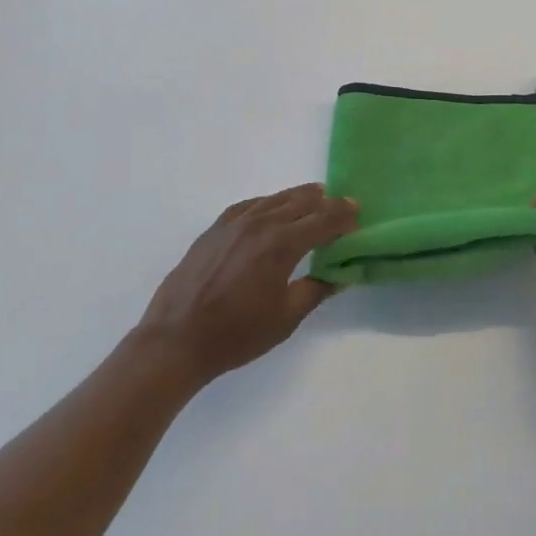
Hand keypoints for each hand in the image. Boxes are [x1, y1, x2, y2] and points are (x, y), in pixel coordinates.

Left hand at [134, 184, 355, 386]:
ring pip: (274, 199)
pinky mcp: (214, 229)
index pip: (323, 220)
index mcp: (282, 244)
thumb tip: (339, 275)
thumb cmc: (236, 334)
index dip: (343, 215)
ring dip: (298, 197)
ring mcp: (234, 223)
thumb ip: (316, 291)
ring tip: (315, 196)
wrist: (176, 339)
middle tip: (343, 204)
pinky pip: (248, 205)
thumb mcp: (285, 319)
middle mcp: (260, 224)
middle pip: (301, 203)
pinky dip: (268, 203)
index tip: (359, 212)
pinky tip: (271, 208)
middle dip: (326, 202)